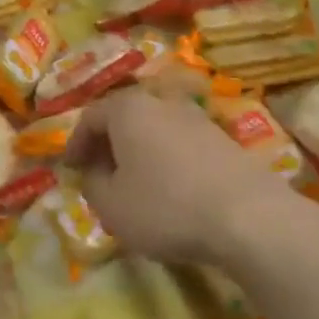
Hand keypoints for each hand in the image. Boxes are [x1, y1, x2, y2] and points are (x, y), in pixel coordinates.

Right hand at [63, 88, 299, 266]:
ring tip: (133, 184)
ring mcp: (198, 119)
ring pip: (155, 130)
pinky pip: (181, 145)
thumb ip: (93, 183)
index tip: (69, 169)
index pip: (90, 117)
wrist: (248, 216)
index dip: (75, 144)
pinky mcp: (224, 140)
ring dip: (139, 153)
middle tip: (98, 173)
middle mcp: (163, 103)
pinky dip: (166, 161)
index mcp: (128, 109)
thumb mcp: (111, 205)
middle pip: (125, 118)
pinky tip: (170, 191)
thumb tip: (96, 172)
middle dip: (108, 144)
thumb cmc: (166, 206)